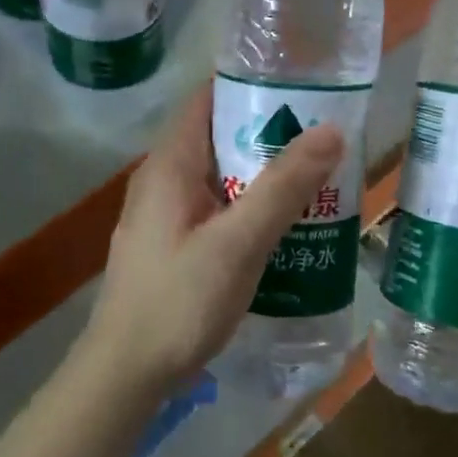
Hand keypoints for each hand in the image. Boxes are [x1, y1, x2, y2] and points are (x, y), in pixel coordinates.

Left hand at [82, 83, 344, 390]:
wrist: (126, 373)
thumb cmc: (179, 301)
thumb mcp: (238, 243)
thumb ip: (283, 187)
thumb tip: (331, 129)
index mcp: (169, 165)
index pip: (207, 99)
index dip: (251, 85)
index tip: (302, 84)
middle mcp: (162, 180)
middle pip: (218, 138)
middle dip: (268, 134)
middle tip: (325, 136)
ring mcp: (164, 215)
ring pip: (220, 178)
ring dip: (262, 175)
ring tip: (317, 177)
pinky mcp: (172, 246)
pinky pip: (216, 210)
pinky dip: (248, 208)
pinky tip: (284, 227)